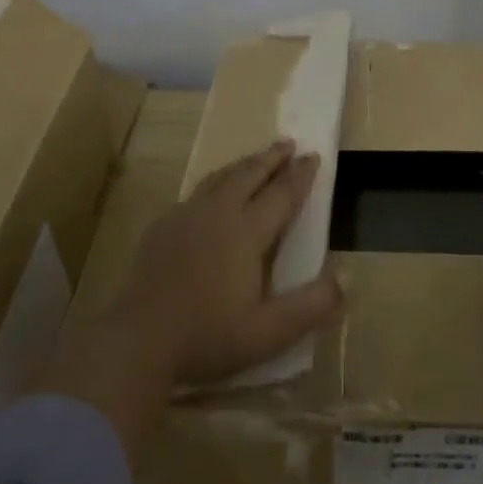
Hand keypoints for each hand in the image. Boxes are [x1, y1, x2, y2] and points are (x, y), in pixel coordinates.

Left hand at [111, 140, 344, 386]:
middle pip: (249, 174)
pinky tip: (211, 194)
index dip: (300, 175)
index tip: (313, 156)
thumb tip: (344, 282)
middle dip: (271, 157)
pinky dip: (214, 182)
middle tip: (288, 143)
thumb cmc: (208, 336)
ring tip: (255, 159)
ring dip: (243, 165)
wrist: (138, 340)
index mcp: (246, 232)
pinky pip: (196, 192)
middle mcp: (217, 214)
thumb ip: (311, 307)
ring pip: (220, 178)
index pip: (281, 194)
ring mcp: (185, 217)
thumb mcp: (269, 332)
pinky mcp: (162, 227)